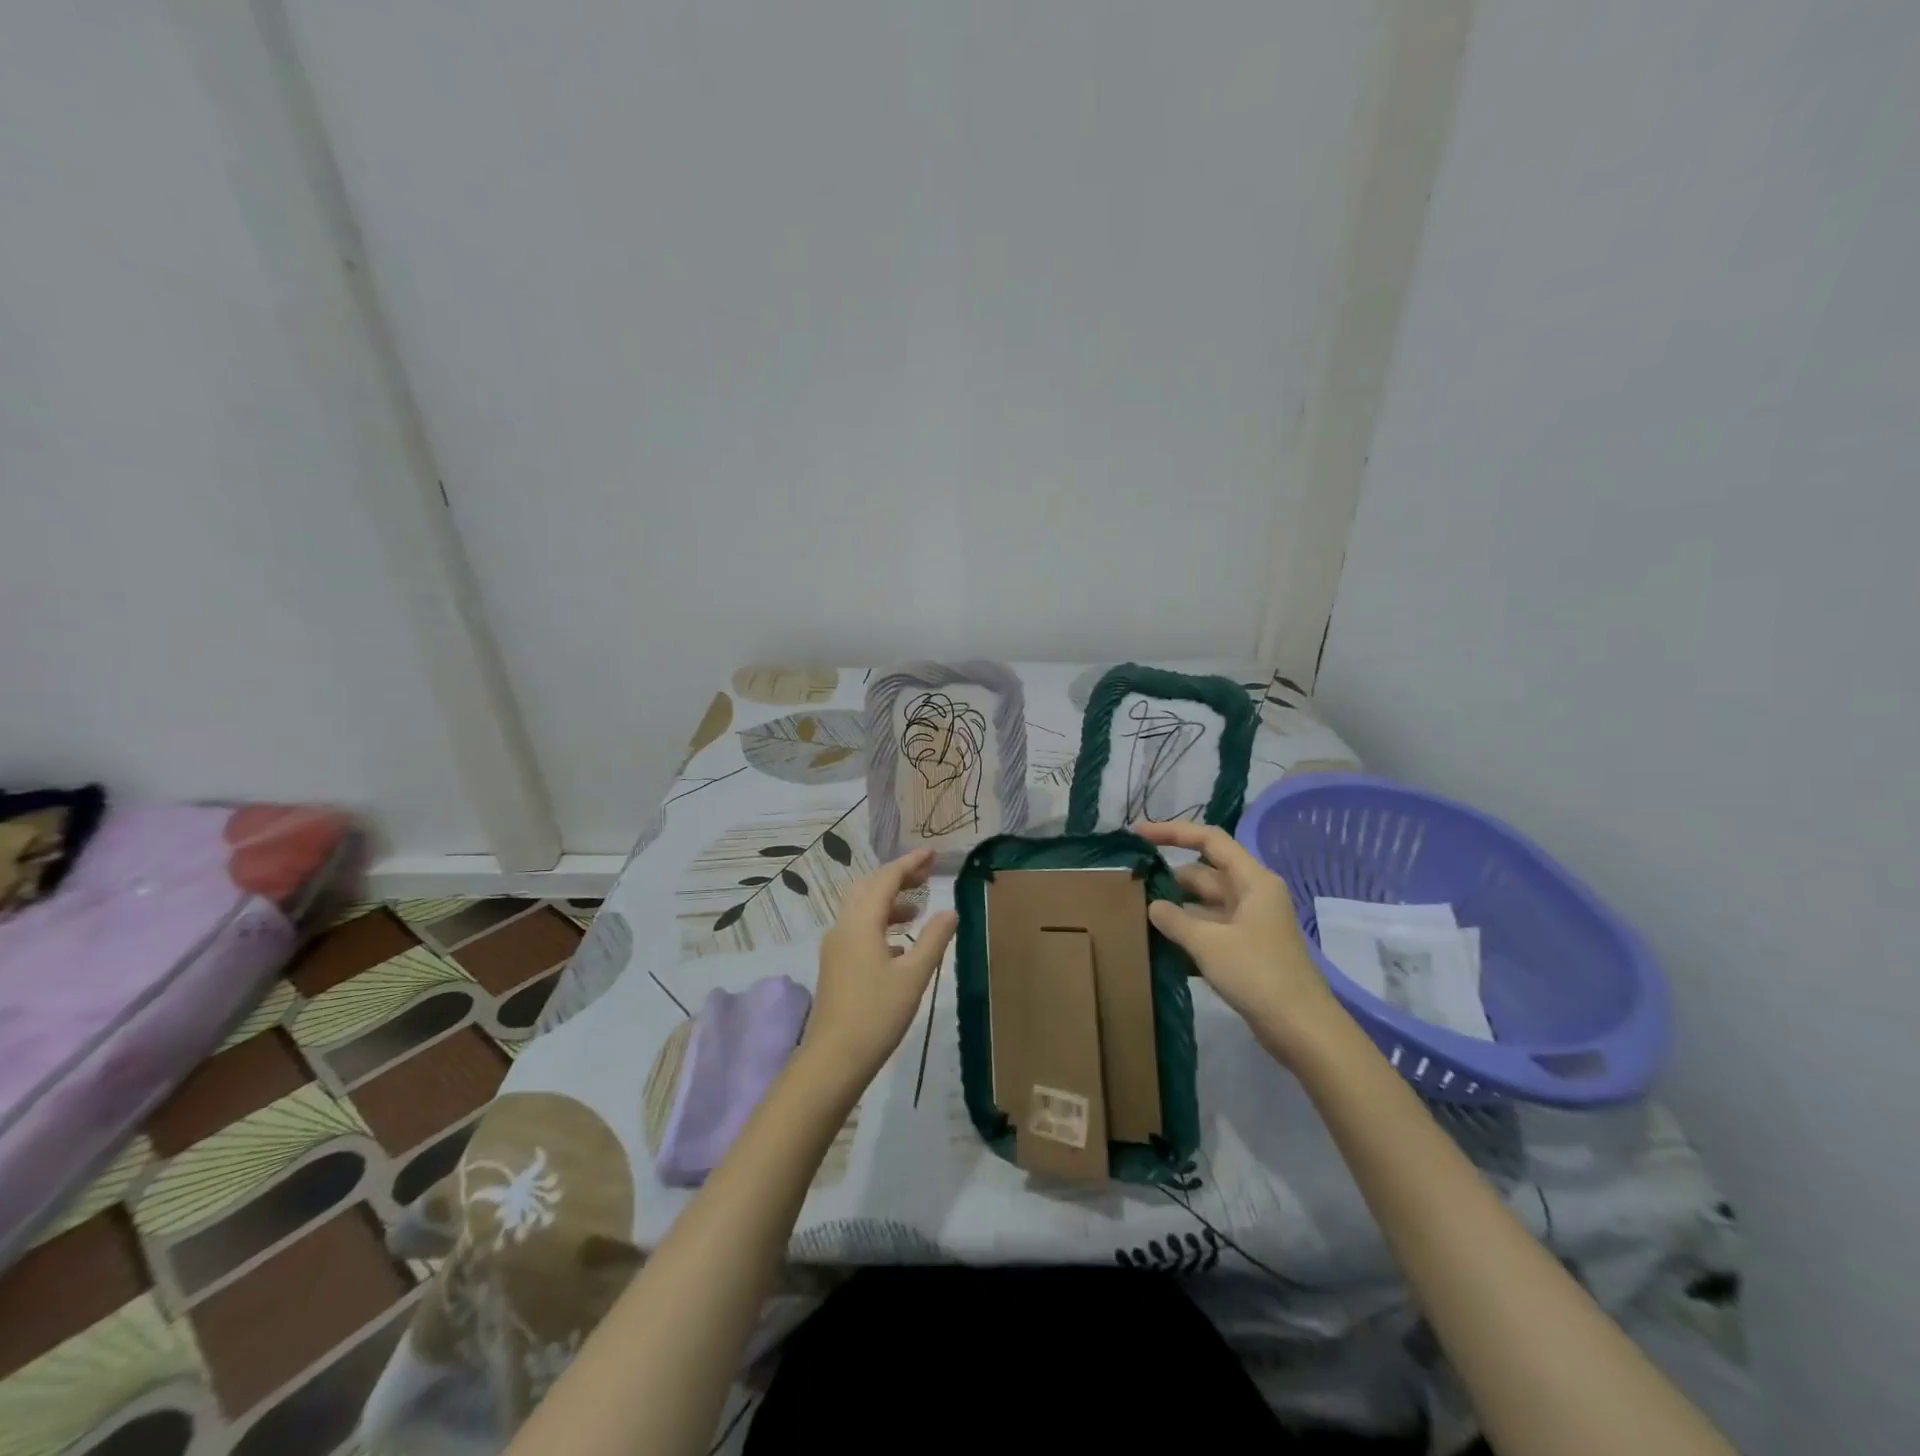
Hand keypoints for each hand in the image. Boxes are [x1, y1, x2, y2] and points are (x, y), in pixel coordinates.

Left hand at [803, 849, 957, 1084]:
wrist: (833, 1059)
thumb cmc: (877, 1014)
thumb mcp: (914, 976)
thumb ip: (934, 940)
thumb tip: (949, 911)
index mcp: (861, 922)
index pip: (886, 879)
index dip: (910, 863)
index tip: (932, 854)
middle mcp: (844, 927)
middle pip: (869, 888)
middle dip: (897, 877)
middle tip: (926, 874)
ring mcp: (836, 946)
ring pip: (862, 909)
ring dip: (888, 902)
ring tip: (917, 909)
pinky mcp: (835, 965)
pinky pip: (858, 929)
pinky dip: (880, 924)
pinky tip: (900, 945)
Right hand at [1134, 820, 1347, 1060]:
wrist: (1302, 1030)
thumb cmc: (1258, 974)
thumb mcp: (1209, 943)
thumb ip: (1175, 920)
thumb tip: (1152, 906)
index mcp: (1252, 881)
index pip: (1209, 840)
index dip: (1172, 832)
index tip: (1137, 834)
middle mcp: (1251, 895)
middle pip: (1202, 874)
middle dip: (1168, 879)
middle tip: (1128, 885)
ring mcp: (1249, 924)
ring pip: (1202, 905)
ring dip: (1174, 910)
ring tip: (1135, 915)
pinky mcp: (1245, 951)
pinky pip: (1208, 931)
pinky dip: (1186, 935)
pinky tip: (1157, 946)